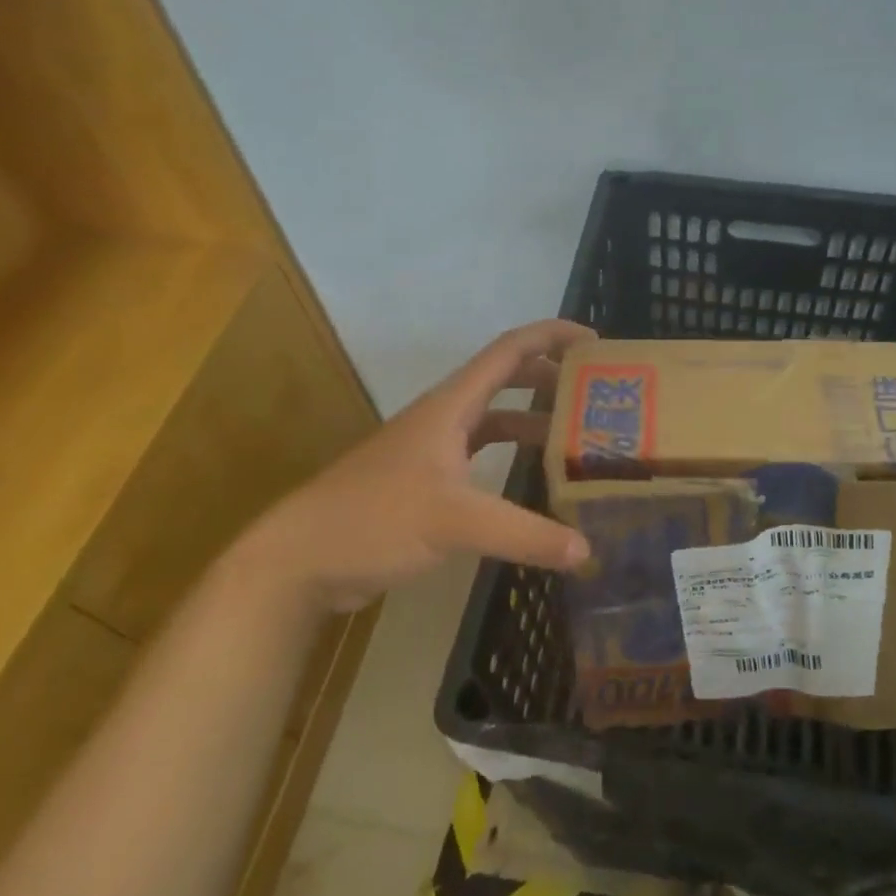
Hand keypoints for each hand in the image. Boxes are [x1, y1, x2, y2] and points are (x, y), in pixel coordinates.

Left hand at [238, 319, 594, 615]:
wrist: (299, 560)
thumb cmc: (375, 519)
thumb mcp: (455, 522)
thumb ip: (523, 534)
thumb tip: (586, 550)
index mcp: (451, 405)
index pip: (510, 350)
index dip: (552, 336)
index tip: (596, 343)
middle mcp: (445, 417)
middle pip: (506, 379)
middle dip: (551, 378)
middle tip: (596, 394)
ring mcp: (433, 450)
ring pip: (494, 420)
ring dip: (533, 421)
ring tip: (577, 436)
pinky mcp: (426, 482)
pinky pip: (480, 456)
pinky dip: (510, 459)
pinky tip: (532, 482)